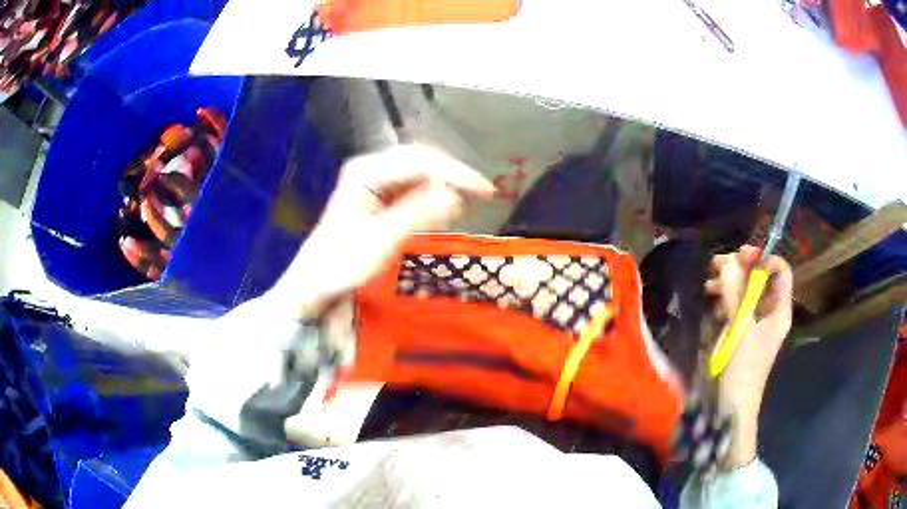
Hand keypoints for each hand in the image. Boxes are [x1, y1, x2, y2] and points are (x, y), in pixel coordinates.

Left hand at [271, 144, 494, 317]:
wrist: (314, 283)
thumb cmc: (341, 264)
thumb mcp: (381, 241)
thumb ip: (417, 214)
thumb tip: (455, 194)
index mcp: (366, 171)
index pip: (419, 160)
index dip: (455, 173)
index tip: (485, 192)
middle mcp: (370, 168)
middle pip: (420, 159)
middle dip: (453, 174)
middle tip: (482, 194)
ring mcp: (372, 181)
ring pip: (419, 171)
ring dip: (445, 182)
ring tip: (472, 198)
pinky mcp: (377, 196)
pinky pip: (412, 186)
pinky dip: (433, 193)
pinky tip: (446, 205)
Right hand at [705, 245, 792, 468]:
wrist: (732, 403)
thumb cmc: (742, 365)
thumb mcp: (740, 326)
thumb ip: (735, 292)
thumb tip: (729, 261)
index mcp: (779, 309)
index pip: (780, 271)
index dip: (763, 258)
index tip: (741, 255)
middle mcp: (771, 312)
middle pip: (762, 278)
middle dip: (741, 268)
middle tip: (717, 263)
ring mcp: (757, 322)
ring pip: (748, 291)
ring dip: (730, 283)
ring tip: (709, 282)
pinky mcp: (743, 332)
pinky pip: (738, 306)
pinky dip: (726, 299)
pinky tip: (713, 302)